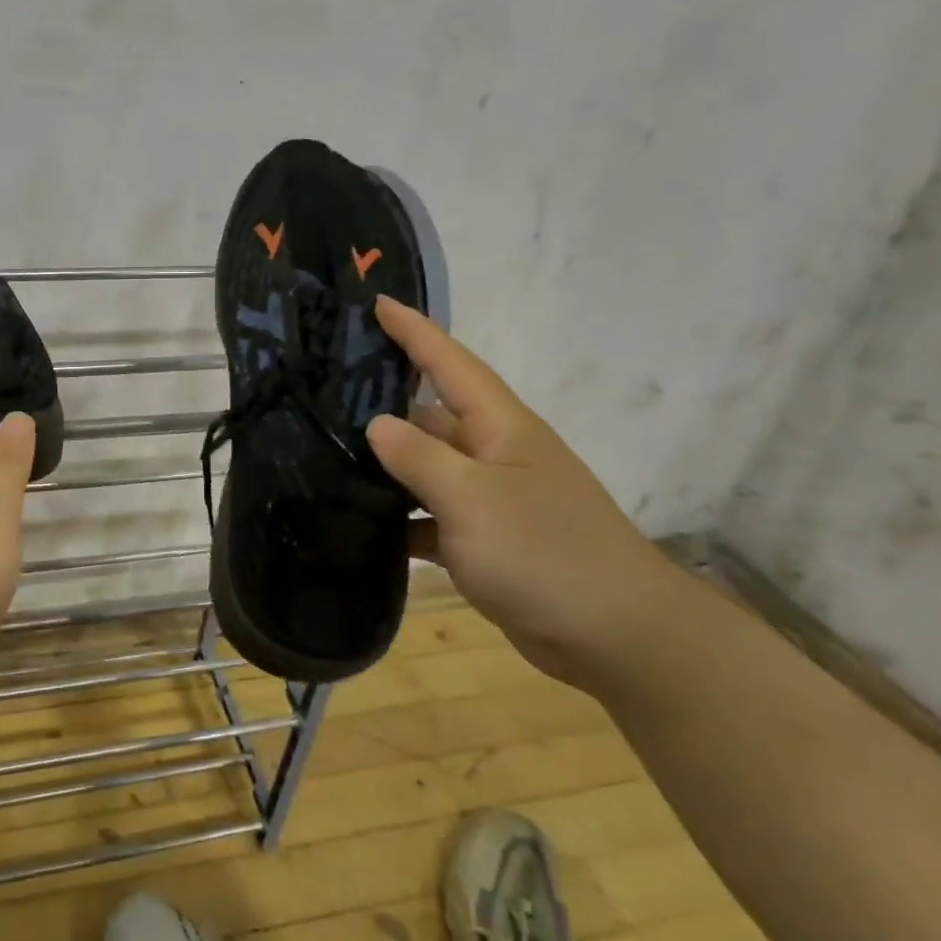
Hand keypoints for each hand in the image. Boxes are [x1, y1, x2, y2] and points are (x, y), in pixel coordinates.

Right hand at [363, 296, 687, 691]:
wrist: (618, 638)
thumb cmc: (546, 553)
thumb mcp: (473, 499)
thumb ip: (420, 457)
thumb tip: (377, 423)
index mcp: (500, 428)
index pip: (450, 363)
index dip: (414, 331)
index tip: (375, 302)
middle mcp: (494, 454)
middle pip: (431, 414)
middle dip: (383, 401)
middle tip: (322, 392)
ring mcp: (491, 500)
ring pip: (426, 469)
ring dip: (386, 466)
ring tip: (325, 457)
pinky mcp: (485, 541)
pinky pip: (431, 517)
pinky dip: (401, 520)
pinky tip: (361, 526)